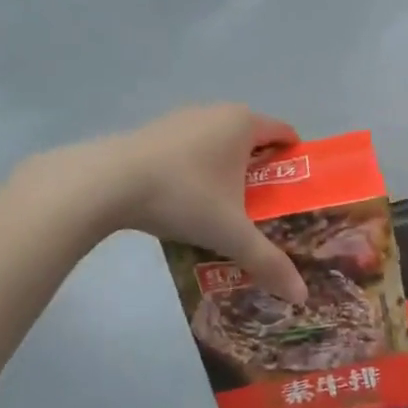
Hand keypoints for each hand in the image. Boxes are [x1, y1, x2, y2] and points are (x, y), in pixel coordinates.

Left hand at [32, 105, 309, 302]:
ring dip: (227, 171)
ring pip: (218, 144)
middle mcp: (216, 112)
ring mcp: (181, 119)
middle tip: (266, 209)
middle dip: (262, 171)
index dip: (296, 161)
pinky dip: (197, 170)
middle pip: (252, 139)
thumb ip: (268, 262)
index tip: (297, 192)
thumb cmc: (183, 197)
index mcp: (244, 124)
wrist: (106, 183)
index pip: (285, 133)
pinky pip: (190, 150)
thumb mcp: (231, 234)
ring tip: (227, 210)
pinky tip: (187, 202)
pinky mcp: (153, 132)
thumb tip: (301, 296)